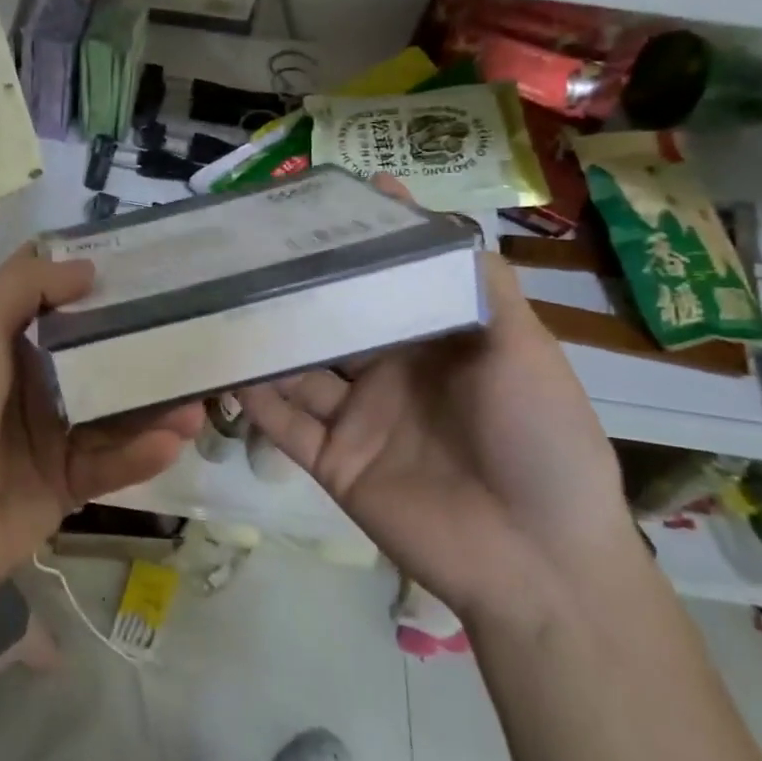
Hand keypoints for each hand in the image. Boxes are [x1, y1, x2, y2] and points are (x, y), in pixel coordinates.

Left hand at [0, 247, 203, 604]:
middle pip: (95, 360)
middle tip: (197, 337)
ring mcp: (47, 438)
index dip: (99, 289)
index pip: (59, 307)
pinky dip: (140, 453)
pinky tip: (174, 441)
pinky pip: (109, 463)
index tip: (150, 271)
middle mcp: (28, 387)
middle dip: (143, 350)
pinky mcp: (63, 485)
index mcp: (1, 346)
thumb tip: (85, 266)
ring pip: (112, 414)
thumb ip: (23, 290)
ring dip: (153, 407)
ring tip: (199, 399)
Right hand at [237, 179, 634, 623]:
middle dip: (297, 288)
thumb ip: (480, 285)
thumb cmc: (540, 439)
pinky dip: (254, 397)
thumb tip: (436, 219)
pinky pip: (284, 423)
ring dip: (266, 339)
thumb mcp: (525, 349)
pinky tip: (225, 365)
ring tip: (221, 298)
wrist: (538, 559)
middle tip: (249, 247)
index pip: (386, 281)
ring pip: (298, 369)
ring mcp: (358, 418)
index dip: (358, 245)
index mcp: (434, 341)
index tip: (321, 201)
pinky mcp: (333, 461)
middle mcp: (390, 372)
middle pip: (333, 321)